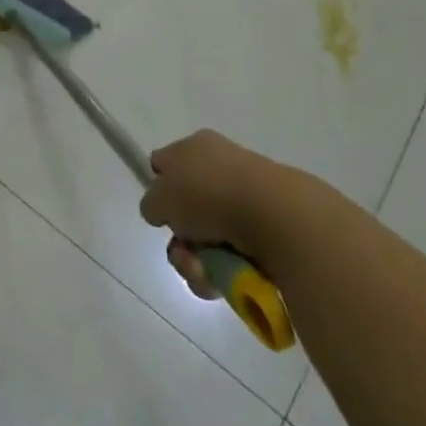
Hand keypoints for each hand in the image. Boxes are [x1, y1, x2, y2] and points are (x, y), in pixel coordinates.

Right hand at [140, 129, 277, 299]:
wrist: (274, 216)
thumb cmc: (208, 194)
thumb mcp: (160, 197)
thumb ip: (151, 203)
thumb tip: (161, 211)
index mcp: (196, 146)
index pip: (167, 164)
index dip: (159, 188)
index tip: (160, 214)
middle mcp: (221, 167)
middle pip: (188, 210)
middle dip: (181, 240)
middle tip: (183, 253)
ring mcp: (247, 199)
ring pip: (208, 239)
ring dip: (198, 263)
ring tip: (204, 272)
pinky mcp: (268, 231)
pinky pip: (234, 257)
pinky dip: (224, 272)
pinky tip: (225, 278)